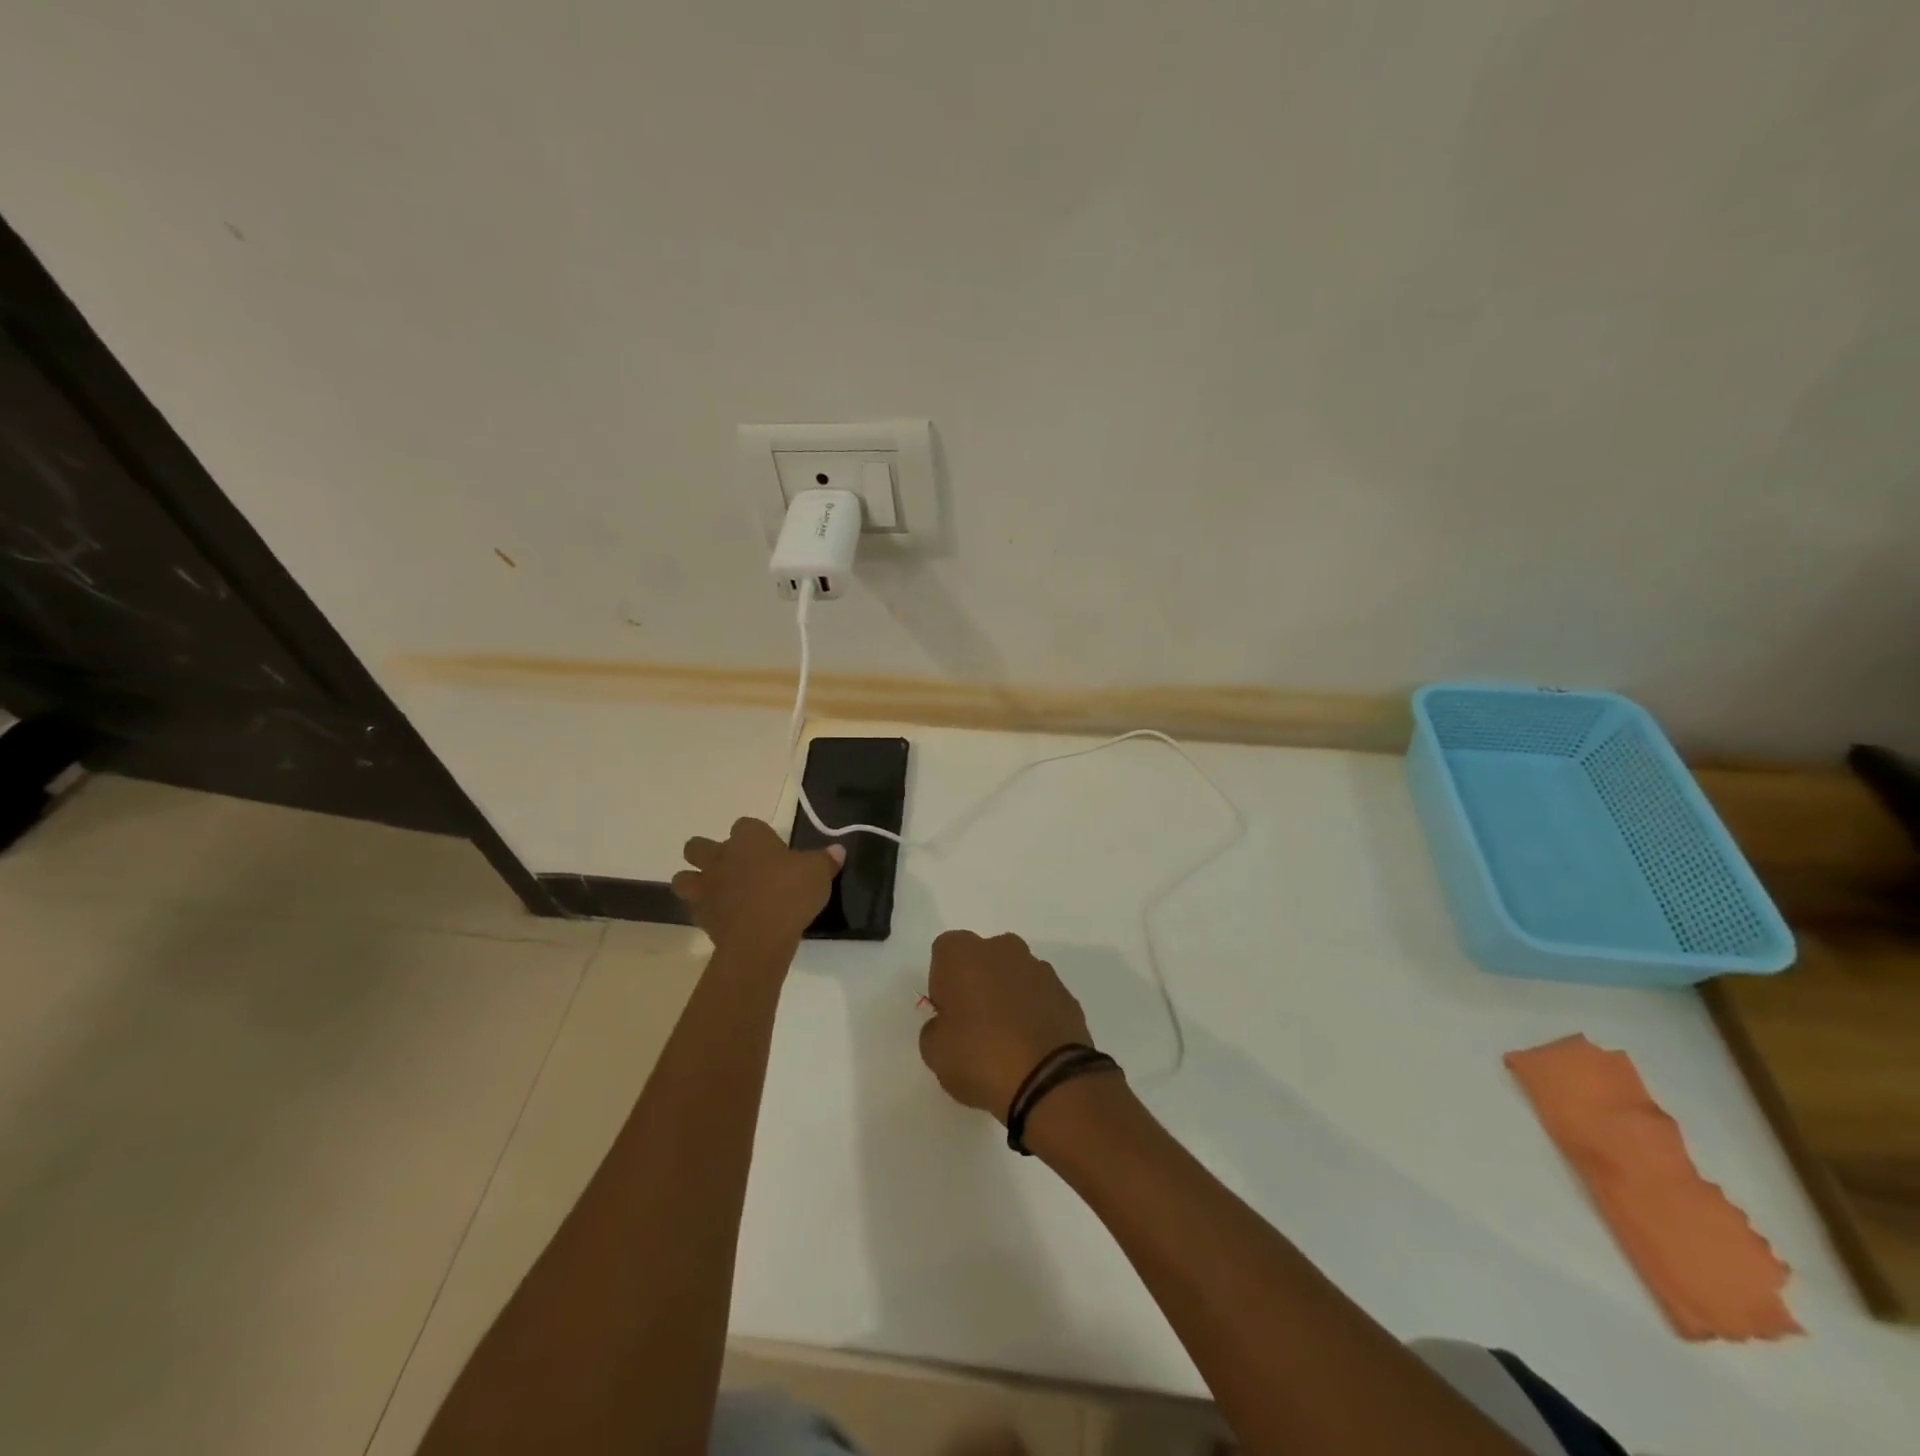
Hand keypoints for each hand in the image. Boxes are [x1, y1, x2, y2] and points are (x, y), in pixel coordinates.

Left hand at [671, 818, 843, 952]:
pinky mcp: (700, 915)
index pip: (746, 825)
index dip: (756, 836)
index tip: (771, 850)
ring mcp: (706, 886)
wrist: (760, 937)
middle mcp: (721, 856)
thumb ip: (826, 859)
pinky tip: (723, 918)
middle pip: (698, 846)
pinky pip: (694, 908)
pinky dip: (704, 911)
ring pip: (684, 877)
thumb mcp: (819, 873)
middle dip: (709, 853)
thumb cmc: (790, 893)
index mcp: (749, 838)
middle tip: (734, 868)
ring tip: (717, 892)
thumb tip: (837, 850)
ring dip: (695, 881)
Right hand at [918, 930, 1093, 1120]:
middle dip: (977, 983)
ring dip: (1007, 996)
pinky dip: (1033, 1012)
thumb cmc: (980, 1057)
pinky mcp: (1065, 993)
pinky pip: (1039, 996)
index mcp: (964, 954)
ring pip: (1014, 975)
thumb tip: (947, 1025)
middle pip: (982, 958)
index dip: (942, 981)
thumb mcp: (935, 1052)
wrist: (1049, 1079)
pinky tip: (1031, 1046)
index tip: (947, 1013)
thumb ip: (935, 1029)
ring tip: (1006, 1041)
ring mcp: (1039, 968)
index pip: (944, 951)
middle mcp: (1002, 949)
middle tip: (973, 1025)